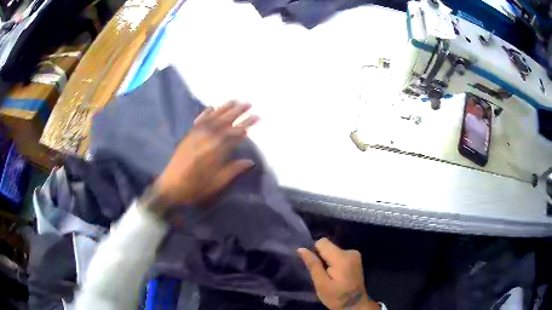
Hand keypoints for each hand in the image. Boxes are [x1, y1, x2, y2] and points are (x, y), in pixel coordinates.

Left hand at [150, 101, 258, 211]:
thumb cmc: (195, 187)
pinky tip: (211, 107)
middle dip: (238, 111)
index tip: (257, 116)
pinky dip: (206, 113)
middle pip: (225, 121)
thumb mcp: (217, 182)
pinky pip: (199, 120)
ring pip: (213, 117)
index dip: (247, 124)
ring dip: (224, 108)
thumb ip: (234, 170)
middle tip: (249, 103)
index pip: (236, 133)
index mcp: (216, 150)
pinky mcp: (188, 136)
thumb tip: (250, 161)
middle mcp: (207, 138)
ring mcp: (196, 135)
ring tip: (235, 100)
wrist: (170, 187)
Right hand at [298, 238, 379, 309]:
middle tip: (321, 273)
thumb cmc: (337, 296)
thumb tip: (301, 249)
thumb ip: (313, 265)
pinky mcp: (356, 258)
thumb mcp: (321, 284)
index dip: (314, 252)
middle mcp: (350, 251)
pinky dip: (335, 262)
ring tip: (329, 275)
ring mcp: (355, 254)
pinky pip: (339, 254)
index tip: (314, 265)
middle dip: (322, 257)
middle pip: (328, 246)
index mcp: (342, 257)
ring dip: (328, 260)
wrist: (355, 304)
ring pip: (333, 250)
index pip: (322, 242)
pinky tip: (336, 274)